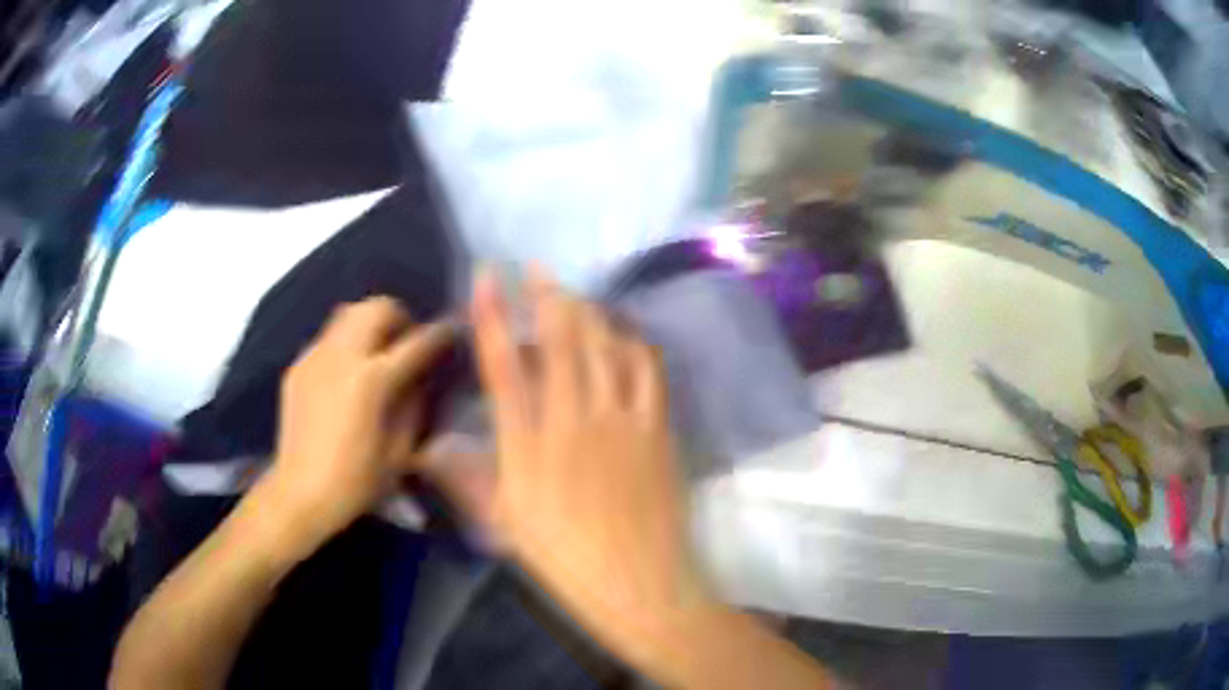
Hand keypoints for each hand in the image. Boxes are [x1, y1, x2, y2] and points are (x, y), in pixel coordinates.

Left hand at [262, 296, 453, 544]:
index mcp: (372, 380)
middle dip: (399, 317)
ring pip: (348, 313)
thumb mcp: (400, 453)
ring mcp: (316, 357)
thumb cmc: (356, 482)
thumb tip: (420, 380)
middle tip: (406, 342)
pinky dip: (345, 343)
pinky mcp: (298, 366)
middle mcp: (342, 356)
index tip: (452, 331)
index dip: (440, 334)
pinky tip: (346, 374)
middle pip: (376, 308)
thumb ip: (414, 407)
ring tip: (376, 351)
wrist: (299, 493)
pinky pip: (328, 338)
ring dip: (369, 323)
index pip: (416, 343)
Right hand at [469, 269, 712, 661]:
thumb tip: (428, 449)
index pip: (503, 364)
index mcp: (528, 445)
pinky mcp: (657, 427)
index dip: (493, 314)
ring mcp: (621, 420)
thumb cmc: (564, 559)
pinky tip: (623, 335)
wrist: (638, 583)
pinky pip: (648, 369)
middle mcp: (573, 419)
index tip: (488, 276)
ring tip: (576, 295)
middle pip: (560, 338)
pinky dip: (633, 342)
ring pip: (605, 345)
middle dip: (547, 294)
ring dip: (589, 311)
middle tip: (538, 268)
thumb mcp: (504, 523)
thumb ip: (466, 479)